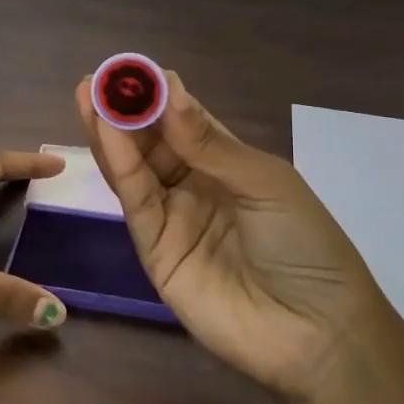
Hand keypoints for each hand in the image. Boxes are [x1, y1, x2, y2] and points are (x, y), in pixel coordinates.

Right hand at [75, 71, 383, 403]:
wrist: (315, 334)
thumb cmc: (304, 245)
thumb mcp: (264, 184)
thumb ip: (209, 143)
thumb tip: (169, 90)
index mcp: (229, 164)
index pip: (186, 120)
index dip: (160, 95)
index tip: (134, 70)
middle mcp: (196, 186)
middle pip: (153, 141)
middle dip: (127, 108)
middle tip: (98, 77)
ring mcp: (173, 218)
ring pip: (136, 168)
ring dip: (111, 131)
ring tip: (88, 94)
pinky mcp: (154, 249)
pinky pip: (135, 201)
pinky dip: (119, 166)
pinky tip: (106, 133)